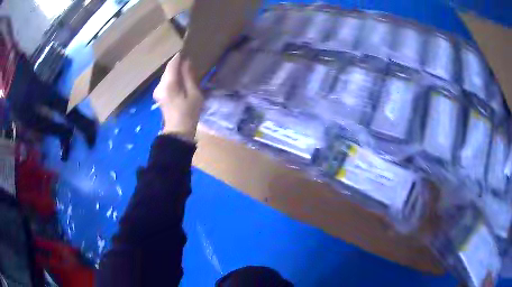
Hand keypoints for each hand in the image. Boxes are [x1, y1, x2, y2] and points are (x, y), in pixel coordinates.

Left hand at [153, 53, 203, 140]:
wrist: (178, 132)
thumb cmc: (189, 113)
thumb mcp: (194, 93)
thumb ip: (189, 76)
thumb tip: (186, 62)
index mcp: (168, 84)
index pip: (172, 64)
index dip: (179, 57)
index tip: (188, 51)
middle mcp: (160, 85)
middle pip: (168, 69)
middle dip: (177, 64)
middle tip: (189, 62)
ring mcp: (157, 90)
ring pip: (167, 75)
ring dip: (175, 72)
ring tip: (186, 71)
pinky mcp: (158, 95)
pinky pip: (166, 82)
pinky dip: (173, 79)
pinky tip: (181, 82)